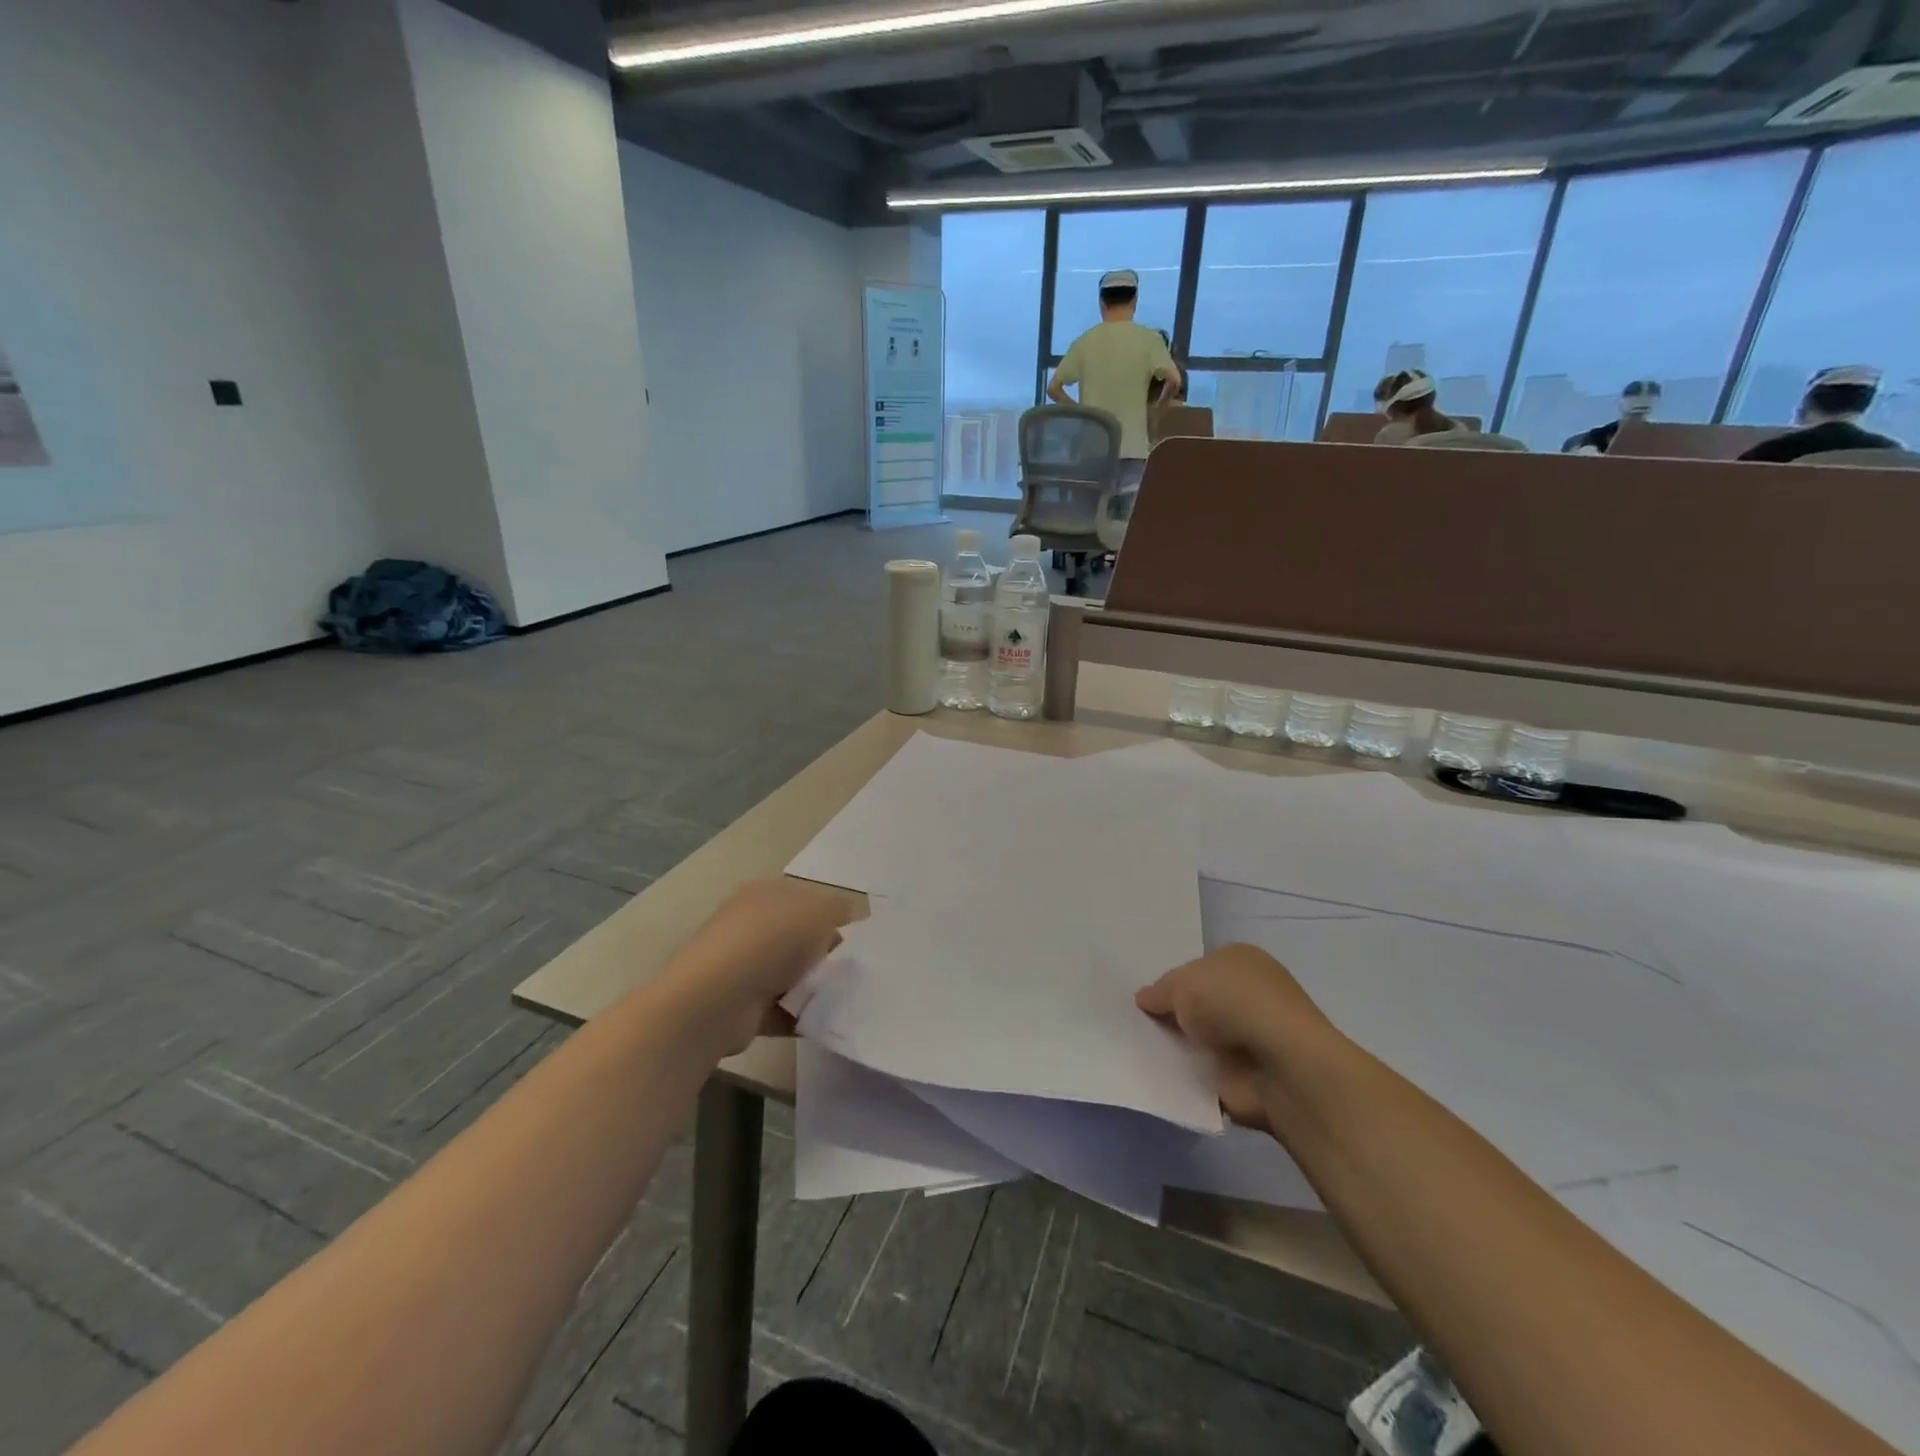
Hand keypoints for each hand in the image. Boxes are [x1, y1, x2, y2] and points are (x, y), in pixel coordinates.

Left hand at [663, 879, 853, 1054]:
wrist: (715, 1001)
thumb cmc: (770, 942)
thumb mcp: (819, 911)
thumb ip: (840, 911)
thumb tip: (844, 927)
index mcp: (766, 893)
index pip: (810, 901)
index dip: (835, 918)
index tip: (858, 942)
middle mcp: (752, 925)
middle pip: (803, 939)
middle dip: (827, 956)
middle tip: (853, 972)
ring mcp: (744, 967)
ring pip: (795, 975)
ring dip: (817, 989)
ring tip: (843, 999)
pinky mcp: (743, 1006)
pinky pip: (785, 1009)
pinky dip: (804, 1016)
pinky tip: (826, 1022)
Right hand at [1136, 944, 1335, 1129]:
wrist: (1280, 1067)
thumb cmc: (1234, 1003)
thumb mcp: (1183, 983)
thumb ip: (1159, 991)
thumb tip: (1144, 999)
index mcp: (1240, 961)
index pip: (1197, 968)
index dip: (1172, 981)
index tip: (1145, 997)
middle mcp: (1248, 996)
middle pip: (1198, 1004)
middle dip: (1172, 1014)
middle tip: (1133, 1022)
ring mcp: (1250, 1038)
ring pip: (1199, 1039)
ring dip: (1178, 1047)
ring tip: (1137, 1049)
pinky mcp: (1246, 1077)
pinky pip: (1203, 1073)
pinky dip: (1185, 1077)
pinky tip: (1158, 1075)